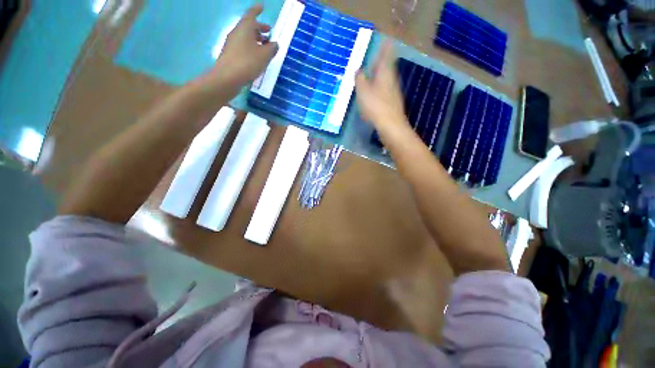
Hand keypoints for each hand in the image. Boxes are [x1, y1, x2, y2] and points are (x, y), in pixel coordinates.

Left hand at [209, 5, 277, 86]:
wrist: (228, 77)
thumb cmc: (248, 62)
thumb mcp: (265, 56)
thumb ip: (272, 48)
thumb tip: (275, 44)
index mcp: (245, 28)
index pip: (252, 14)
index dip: (257, 9)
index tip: (262, 6)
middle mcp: (237, 32)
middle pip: (249, 26)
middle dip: (260, 28)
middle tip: (269, 32)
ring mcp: (232, 43)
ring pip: (246, 37)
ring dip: (256, 39)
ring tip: (265, 47)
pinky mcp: (231, 54)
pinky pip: (243, 46)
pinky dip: (251, 47)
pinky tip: (257, 57)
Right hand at [355, 40, 407, 134]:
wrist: (390, 125)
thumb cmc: (376, 106)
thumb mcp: (363, 90)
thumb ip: (360, 78)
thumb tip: (359, 70)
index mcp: (385, 73)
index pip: (387, 54)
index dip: (386, 46)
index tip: (386, 37)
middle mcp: (391, 79)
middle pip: (388, 66)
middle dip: (383, 59)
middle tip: (378, 54)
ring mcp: (393, 91)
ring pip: (387, 78)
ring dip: (381, 73)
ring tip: (374, 72)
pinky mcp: (392, 102)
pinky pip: (385, 89)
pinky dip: (380, 86)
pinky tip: (375, 92)